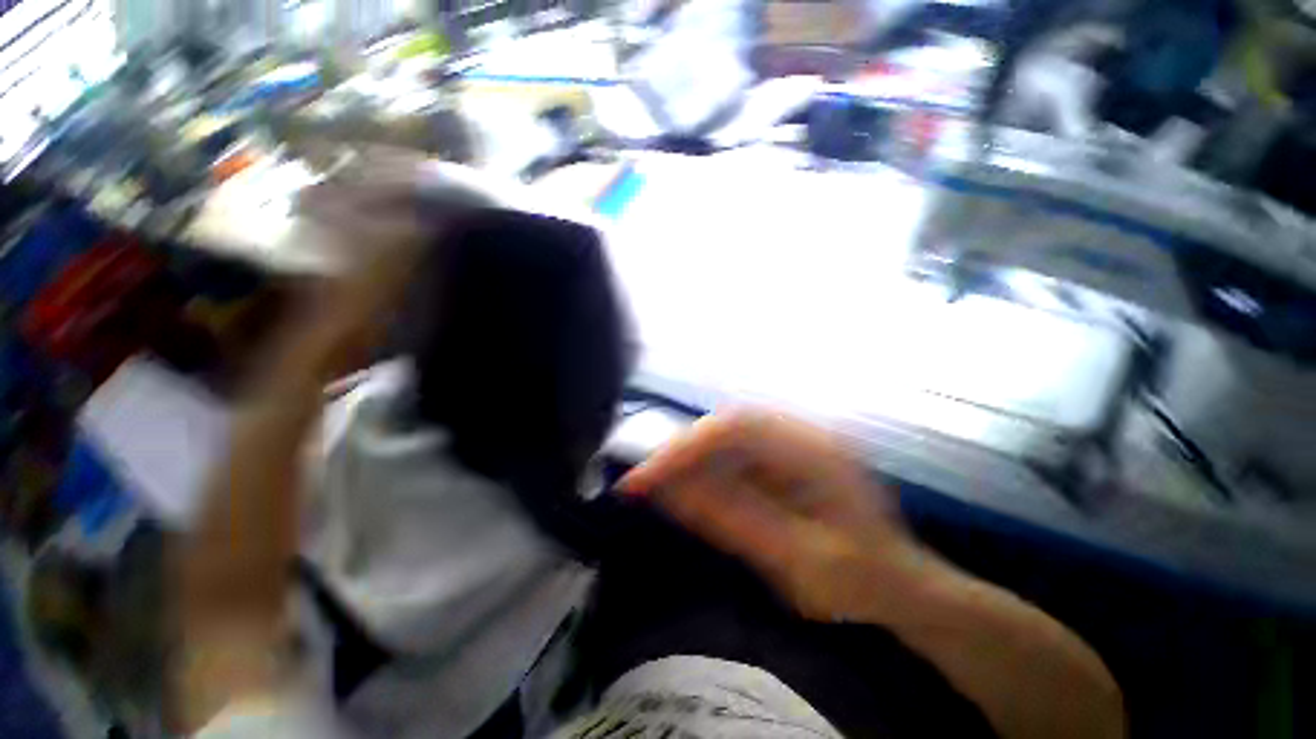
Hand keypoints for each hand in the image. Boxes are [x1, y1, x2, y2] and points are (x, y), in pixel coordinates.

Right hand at [618, 409, 935, 623]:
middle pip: (724, 424)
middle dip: (679, 452)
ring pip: (724, 435)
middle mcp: (801, 432)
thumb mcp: (798, 561)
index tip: (643, 480)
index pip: (734, 428)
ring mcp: (792, 440)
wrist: (899, 583)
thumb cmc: (859, 579)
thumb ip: (734, 520)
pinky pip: (733, 451)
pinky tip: (688, 488)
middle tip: (641, 484)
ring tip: (656, 487)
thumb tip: (671, 491)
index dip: (684, 448)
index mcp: (814, 450)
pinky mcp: (782, 456)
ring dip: (688, 459)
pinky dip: (704, 468)